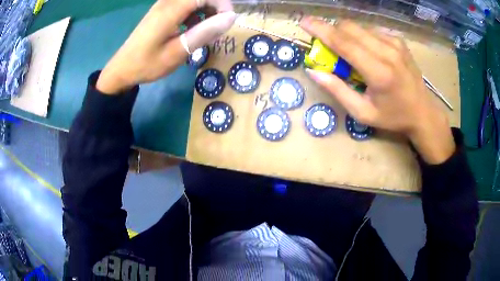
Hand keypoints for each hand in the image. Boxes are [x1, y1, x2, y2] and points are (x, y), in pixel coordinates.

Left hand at [96, 0, 234, 93]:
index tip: (227, 22)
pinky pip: (185, 4)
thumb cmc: (148, 64)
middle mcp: (167, 2)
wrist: (122, 68)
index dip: (222, 4)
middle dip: (215, 7)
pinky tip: (191, 29)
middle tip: (217, 29)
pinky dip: (194, 13)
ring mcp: (163, 5)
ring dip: (205, 11)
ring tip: (205, 31)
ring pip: (193, 0)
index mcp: (171, 9)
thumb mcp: (178, 52)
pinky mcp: (161, 10)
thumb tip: (231, 17)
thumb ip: (204, 32)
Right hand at [300, 17, 454, 163]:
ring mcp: (395, 43)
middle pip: (349, 27)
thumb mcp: (363, 113)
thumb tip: (313, 71)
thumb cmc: (393, 117)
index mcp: (378, 72)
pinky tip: (367, 52)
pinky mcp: (398, 40)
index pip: (344, 43)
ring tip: (350, 53)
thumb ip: (337, 90)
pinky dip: (362, 37)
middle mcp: (387, 51)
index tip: (304, 22)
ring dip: (347, 35)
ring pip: (359, 27)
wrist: (423, 112)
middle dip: (332, 31)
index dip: (321, 30)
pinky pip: (371, 30)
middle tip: (328, 46)